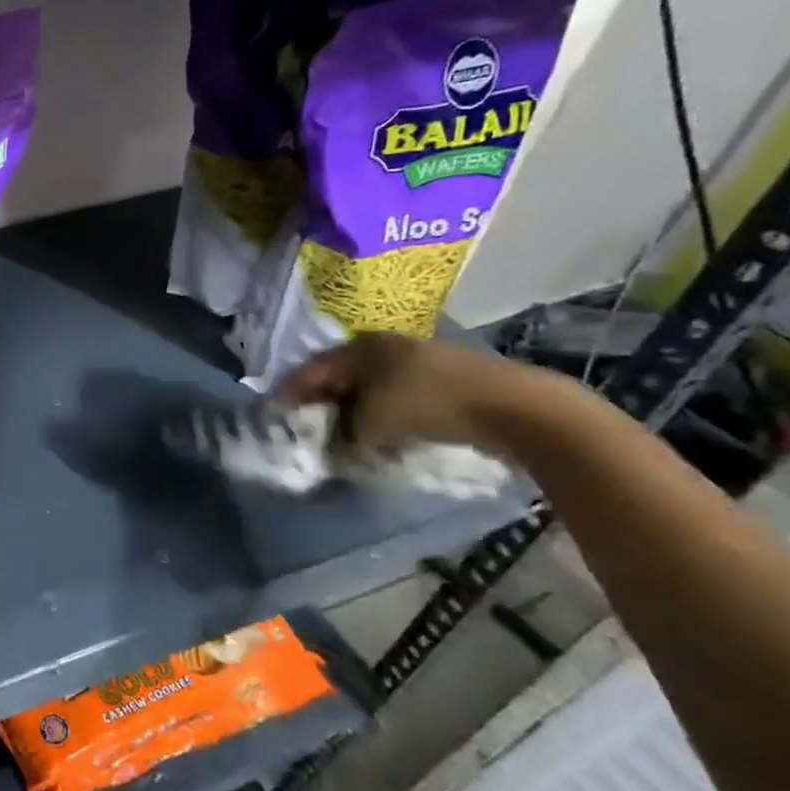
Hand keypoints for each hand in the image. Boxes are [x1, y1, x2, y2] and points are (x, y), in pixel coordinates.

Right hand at [277, 332, 555, 457]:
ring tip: (343, 435)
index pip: (312, 369)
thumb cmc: (428, 404)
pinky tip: (380, 434)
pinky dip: (382, 414)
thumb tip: (339, 443)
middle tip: (308, 425)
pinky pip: (396, 396)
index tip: (277, 412)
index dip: (292, 392)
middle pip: (341, 376)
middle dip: (323, 401)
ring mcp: (416, 360)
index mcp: (360, 347)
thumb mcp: (372, 423)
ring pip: (369, 387)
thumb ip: (345, 433)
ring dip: (354, 410)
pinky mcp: (442, 379)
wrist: (512, 407)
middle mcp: (383, 347)